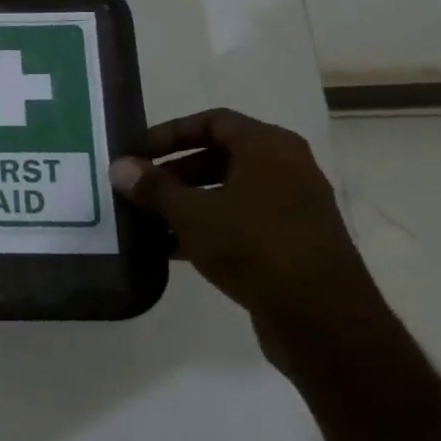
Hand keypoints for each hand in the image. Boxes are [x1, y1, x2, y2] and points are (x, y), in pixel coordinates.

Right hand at [109, 108, 384, 365]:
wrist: (322, 318)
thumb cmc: (254, 247)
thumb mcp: (192, 214)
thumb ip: (154, 189)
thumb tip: (119, 167)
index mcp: (269, 148)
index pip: (213, 121)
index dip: (171, 133)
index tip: (138, 153)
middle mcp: (286, 169)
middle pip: (220, 156)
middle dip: (174, 172)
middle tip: (139, 189)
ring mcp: (292, 206)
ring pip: (228, 192)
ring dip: (187, 202)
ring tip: (147, 221)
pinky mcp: (291, 242)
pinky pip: (240, 221)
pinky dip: (208, 227)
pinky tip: (171, 249)